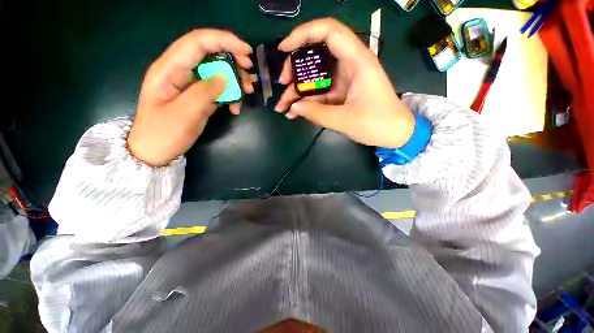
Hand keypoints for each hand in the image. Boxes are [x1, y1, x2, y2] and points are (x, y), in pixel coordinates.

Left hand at [128, 29, 254, 165]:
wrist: (155, 151)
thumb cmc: (163, 134)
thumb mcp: (184, 114)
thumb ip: (204, 92)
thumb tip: (224, 77)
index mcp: (169, 69)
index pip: (197, 42)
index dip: (223, 40)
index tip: (247, 52)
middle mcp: (180, 71)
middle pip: (210, 54)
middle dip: (233, 61)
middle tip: (249, 76)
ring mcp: (190, 84)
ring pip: (217, 71)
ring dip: (235, 80)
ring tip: (246, 94)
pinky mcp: (198, 95)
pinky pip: (218, 88)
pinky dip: (231, 95)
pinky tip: (235, 108)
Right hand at [274, 18, 414, 148]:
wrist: (395, 133)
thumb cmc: (377, 124)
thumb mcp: (344, 120)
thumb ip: (317, 113)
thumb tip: (293, 107)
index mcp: (357, 62)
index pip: (329, 31)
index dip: (304, 33)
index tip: (284, 48)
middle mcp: (349, 65)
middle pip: (317, 54)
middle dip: (296, 68)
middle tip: (283, 84)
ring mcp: (344, 80)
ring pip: (316, 77)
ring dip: (297, 91)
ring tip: (282, 107)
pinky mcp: (341, 93)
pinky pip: (320, 92)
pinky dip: (307, 101)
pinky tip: (294, 112)